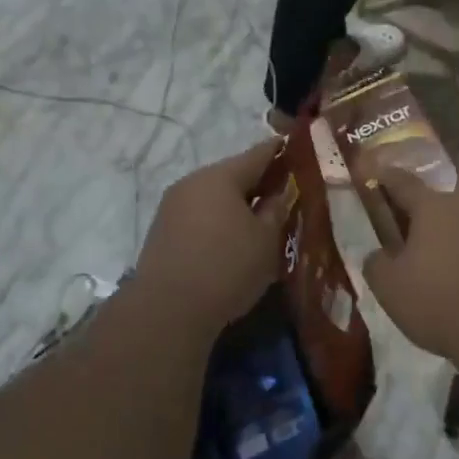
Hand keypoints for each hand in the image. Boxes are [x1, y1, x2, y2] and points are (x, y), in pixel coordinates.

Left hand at [134, 140, 284, 335]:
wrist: (168, 310)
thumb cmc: (227, 267)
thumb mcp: (266, 239)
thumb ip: (276, 210)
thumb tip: (279, 191)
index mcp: (220, 176)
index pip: (257, 155)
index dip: (279, 151)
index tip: (296, 148)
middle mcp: (192, 183)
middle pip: (232, 175)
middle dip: (258, 182)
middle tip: (283, 193)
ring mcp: (172, 207)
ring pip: (213, 197)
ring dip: (236, 205)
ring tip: (259, 220)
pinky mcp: (162, 232)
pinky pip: (199, 216)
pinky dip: (218, 221)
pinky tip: (231, 239)